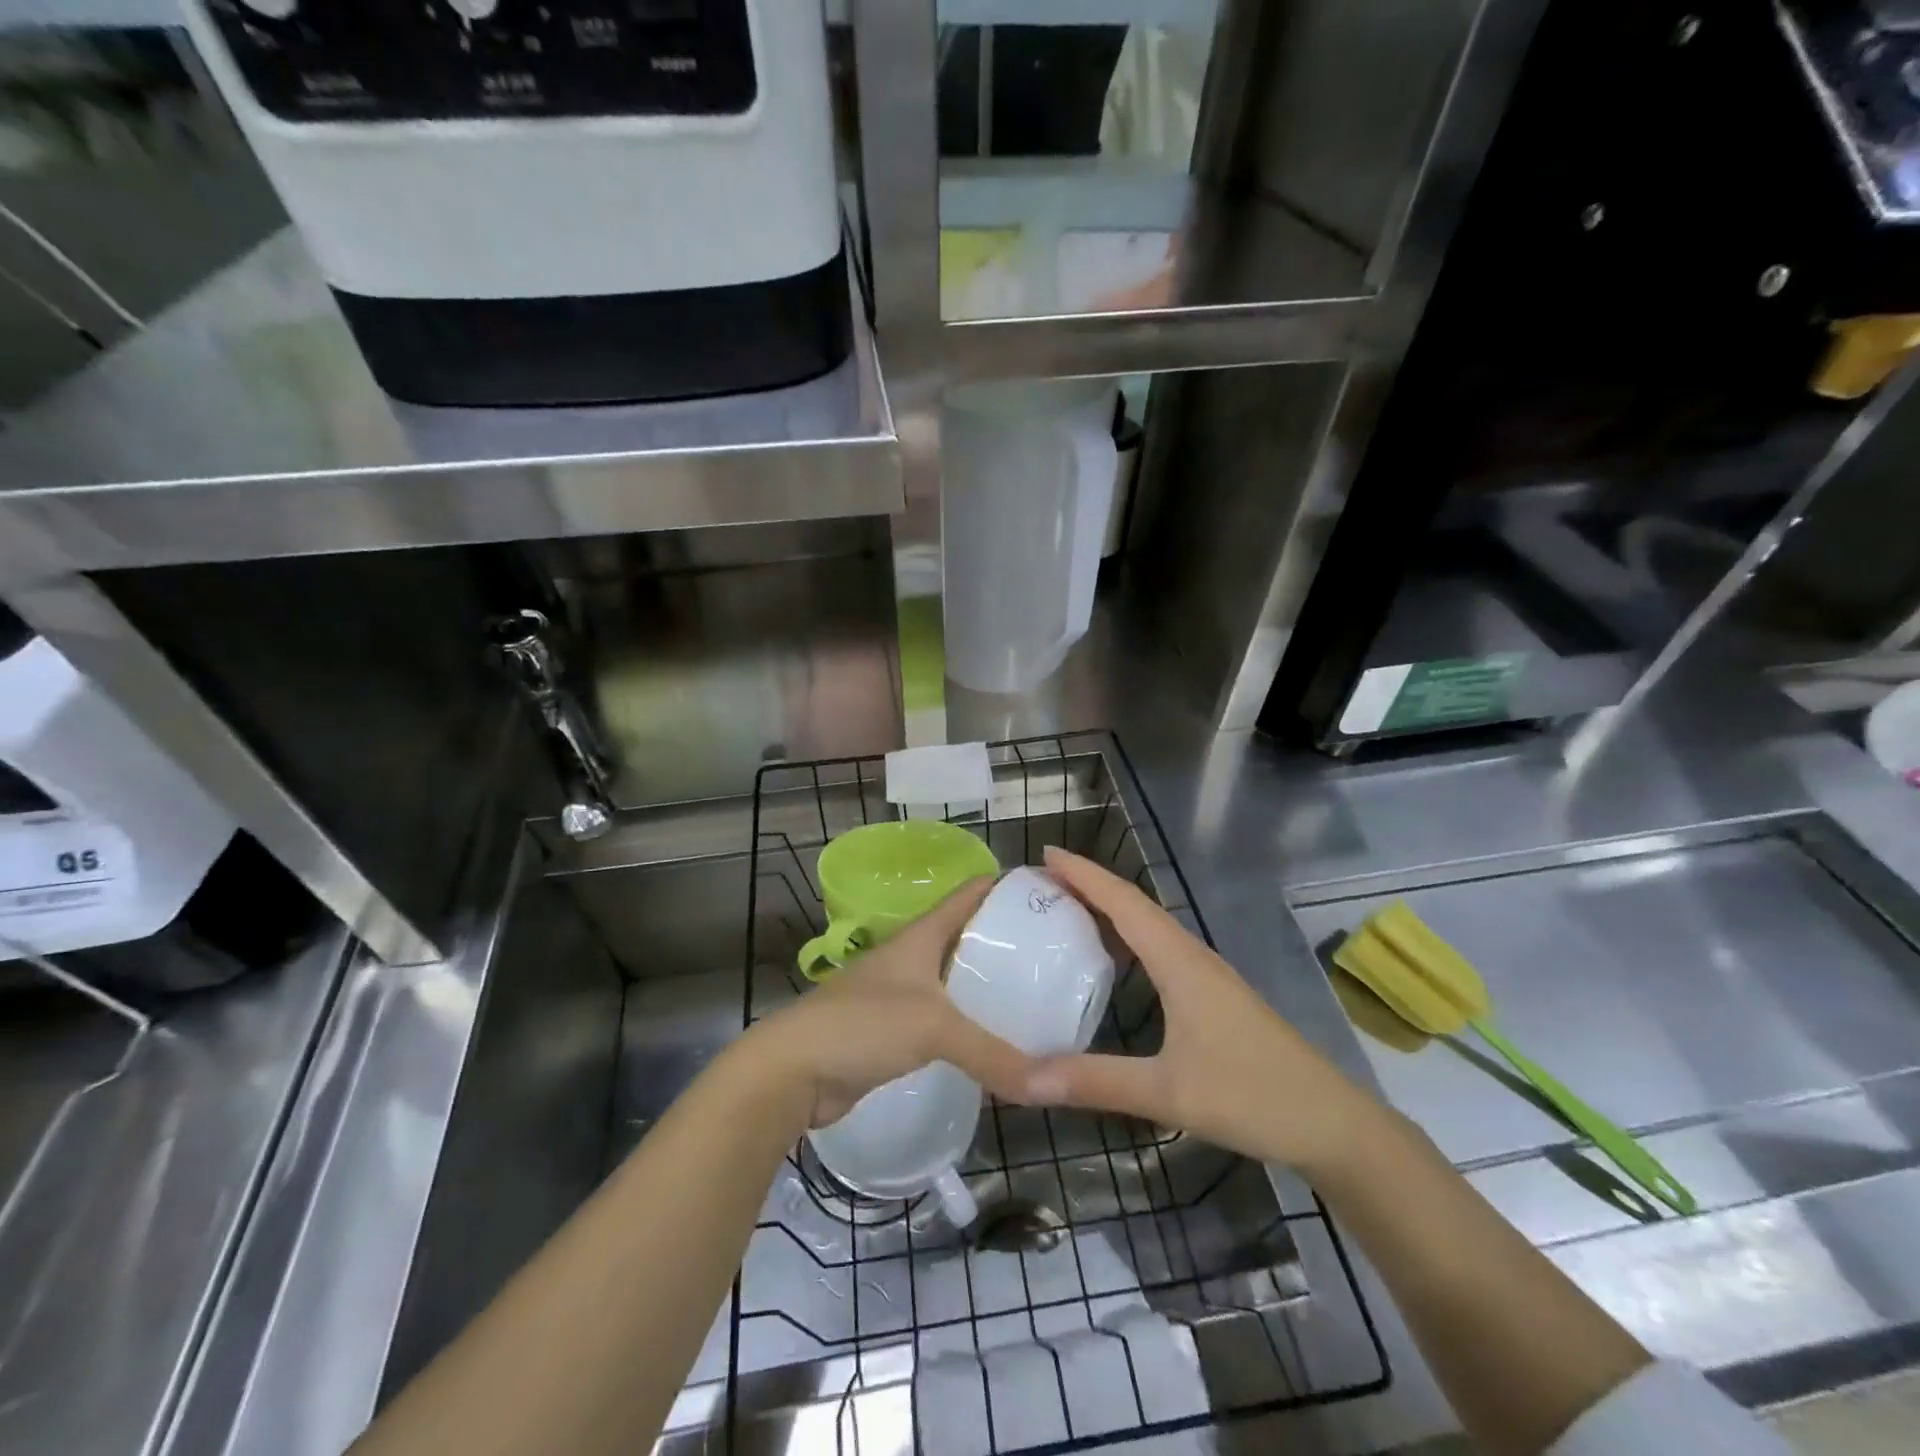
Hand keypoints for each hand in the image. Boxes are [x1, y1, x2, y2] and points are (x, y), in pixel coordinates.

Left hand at [746, 877, 1035, 1127]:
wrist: (793, 1070)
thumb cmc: (862, 1024)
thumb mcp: (933, 1028)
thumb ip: (992, 1053)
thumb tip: (1050, 1084)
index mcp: (921, 934)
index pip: (969, 894)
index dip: (1006, 886)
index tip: (1050, 891)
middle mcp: (912, 956)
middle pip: (966, 936)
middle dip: (1006, 941)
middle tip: (1056, 954)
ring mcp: (901, 993)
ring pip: (954, 980)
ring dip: (988, 985)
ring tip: (1036, 996)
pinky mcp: (893, 1031)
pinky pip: (942, 1019)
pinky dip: (968, 1024)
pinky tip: (996, 1039)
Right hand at [1022, 847, 1380, 1176]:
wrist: (1333, 1123)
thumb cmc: (1253, 1097)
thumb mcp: (1168, 1093)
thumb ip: (1096, 1082)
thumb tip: (1025, 1079)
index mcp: (1180, 962)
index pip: (1123, 902)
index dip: (1084, 874)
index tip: (1046, 854)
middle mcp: (1192, 956)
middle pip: (1135, 905)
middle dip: (1089, 885)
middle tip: (1042, 880)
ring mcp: (1208, 975)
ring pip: (1150, 925)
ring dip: (1110, 908)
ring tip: (1067, 907)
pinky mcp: (1215, 995)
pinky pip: (1161, 948)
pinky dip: (1129, 937)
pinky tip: (1116, 959)